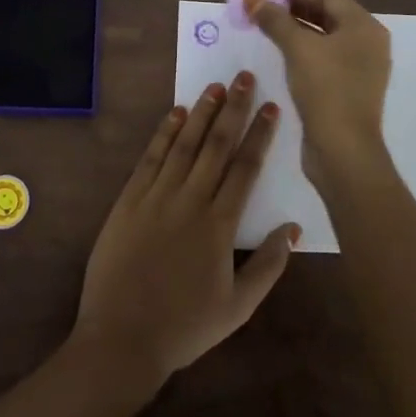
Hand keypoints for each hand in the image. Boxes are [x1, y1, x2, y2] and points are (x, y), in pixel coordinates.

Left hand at [73, 72, 300, 383]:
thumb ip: (269, 266)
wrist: (122, 339)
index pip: (245, 168)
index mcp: (219, 225)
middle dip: (233, 109)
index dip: (260, 135)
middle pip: (216, 145)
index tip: (272, 108)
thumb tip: (293, 228)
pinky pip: (150, 158)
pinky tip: (175, 113)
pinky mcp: (129, 199)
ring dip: (201, 112)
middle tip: (245, 77)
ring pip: (184, 144)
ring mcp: (156, 196)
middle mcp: (190, 201)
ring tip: (215, 86)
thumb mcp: (238, 307)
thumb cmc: (185, 327)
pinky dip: (164, 133)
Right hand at [246, 0, 392, 186]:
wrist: (344, 151)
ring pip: (324, 35)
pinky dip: (302, 45)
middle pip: (327, 12)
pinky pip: (323, 54)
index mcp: (364, 26)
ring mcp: (360, 66)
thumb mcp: (298, 48)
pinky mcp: (348, 87)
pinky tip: (280, 45)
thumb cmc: (326, 90)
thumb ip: (274, 19)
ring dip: (295, 25)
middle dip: (293, 4)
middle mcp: (367, 42)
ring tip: (266, 18)